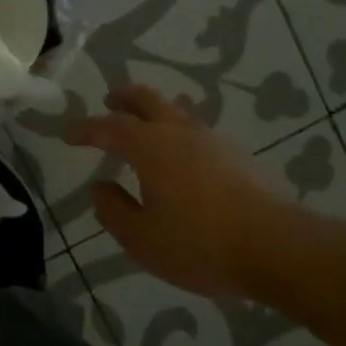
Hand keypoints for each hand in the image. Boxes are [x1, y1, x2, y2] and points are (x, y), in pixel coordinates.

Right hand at [65, 85, 305, 297]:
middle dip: (123, 97)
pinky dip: (176, 131)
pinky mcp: (235, 155)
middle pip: (147, 99)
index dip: (86, 128)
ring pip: (175, 111)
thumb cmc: (200, 244)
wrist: (276, 247)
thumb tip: (100, 187)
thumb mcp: (142, 238)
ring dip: (152, 112)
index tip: (68, 134)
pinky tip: (179, 156)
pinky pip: (195, 130)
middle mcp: (180, 132)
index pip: (110, 127)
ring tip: (142, 128)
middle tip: (108, 100)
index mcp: (151, 147)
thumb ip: (113, 210)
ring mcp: (212, 140)